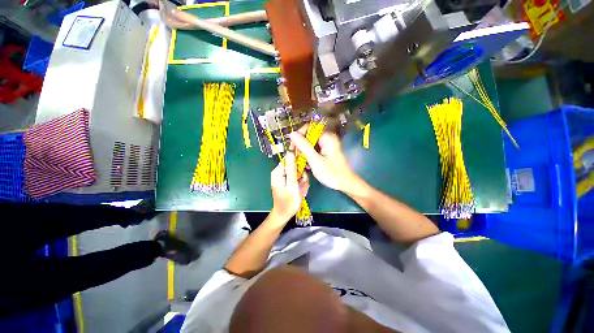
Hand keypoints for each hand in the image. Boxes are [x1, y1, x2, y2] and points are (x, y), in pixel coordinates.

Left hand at [270, 152, 309, 221]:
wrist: (284, 214)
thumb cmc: (288, 202)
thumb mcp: (292, 185)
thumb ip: (292, 169)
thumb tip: (290, 152)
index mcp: (278, 171)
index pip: (289, 158)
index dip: (299, 162)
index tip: (303, 172)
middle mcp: (280, 172)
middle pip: (295, 165)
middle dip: (301, 175)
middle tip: (302, 184)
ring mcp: (284, 176)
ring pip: (298, 172)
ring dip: (302, 180)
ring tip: (301, 190)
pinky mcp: (288, 180)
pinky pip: (297, 177)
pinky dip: (300, 183)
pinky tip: (300, 190)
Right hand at [289, 131, 359, 192]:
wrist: (345, 184)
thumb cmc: (331, 173)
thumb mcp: (315, 160)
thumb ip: (303, 146)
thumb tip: (292, 133)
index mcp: (327, 137)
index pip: (309, 127)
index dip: (299, 134)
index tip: (293, 146)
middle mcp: (327, 138)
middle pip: (309, 135)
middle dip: (300, 144)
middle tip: (295, 155)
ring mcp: (327, 145)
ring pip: (310, 143)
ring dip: (303, 150)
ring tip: (299, 160)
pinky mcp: (326, 151)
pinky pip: (314, 149)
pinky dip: (308, 154)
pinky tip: (305, 163)